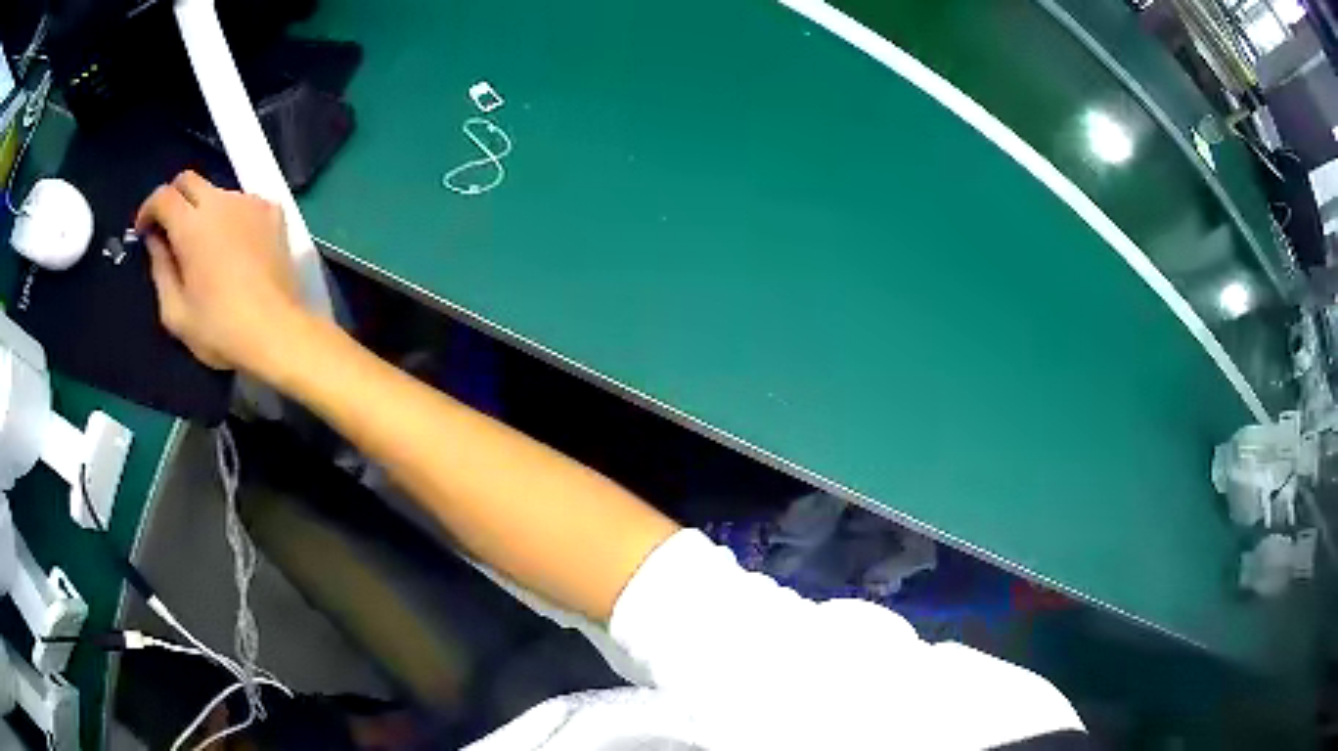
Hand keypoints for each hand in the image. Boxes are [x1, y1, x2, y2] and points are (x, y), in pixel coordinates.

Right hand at [135, 171, 305, 373]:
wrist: (277, 331)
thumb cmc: (219, 329)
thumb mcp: (175, 312)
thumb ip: (159, 269)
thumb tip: (155, 240)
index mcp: (192, 224)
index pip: (163, 195)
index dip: (148, 208)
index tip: (143, 230)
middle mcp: (221, 201)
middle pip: (189, 180)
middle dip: (172, 199)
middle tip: (167, 231)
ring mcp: (251, 202)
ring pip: (217, 192)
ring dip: (202, 209)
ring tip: (202, 245)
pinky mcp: (274, 211)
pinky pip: (243, 203)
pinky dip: (230, 216)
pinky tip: (232, 246)